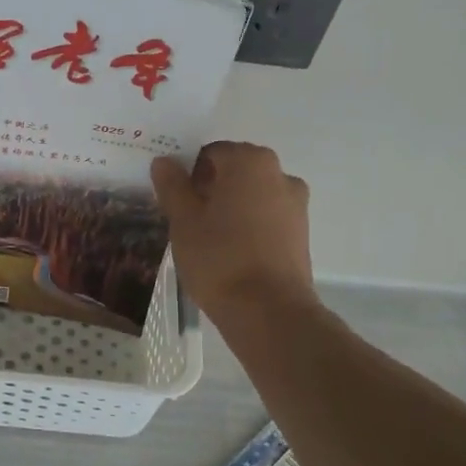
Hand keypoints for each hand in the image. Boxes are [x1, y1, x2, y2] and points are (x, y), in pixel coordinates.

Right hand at [152, 141, 315, 323]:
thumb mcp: (183, 221)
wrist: (268, 311)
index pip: (211, 153)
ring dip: (230, 208)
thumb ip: (172, 186)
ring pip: (252, 195)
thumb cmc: (219, 258)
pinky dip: (249, 226)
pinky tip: (231, 253)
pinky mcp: (301, 233)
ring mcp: (296, 204)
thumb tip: (164, 161)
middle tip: (187, 220)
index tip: (175, 201)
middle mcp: (280, 174)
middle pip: (235, 172)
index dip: (188, 174)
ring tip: (208, 240)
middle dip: (210, 189)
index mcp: (250, 161)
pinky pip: (267, 218)